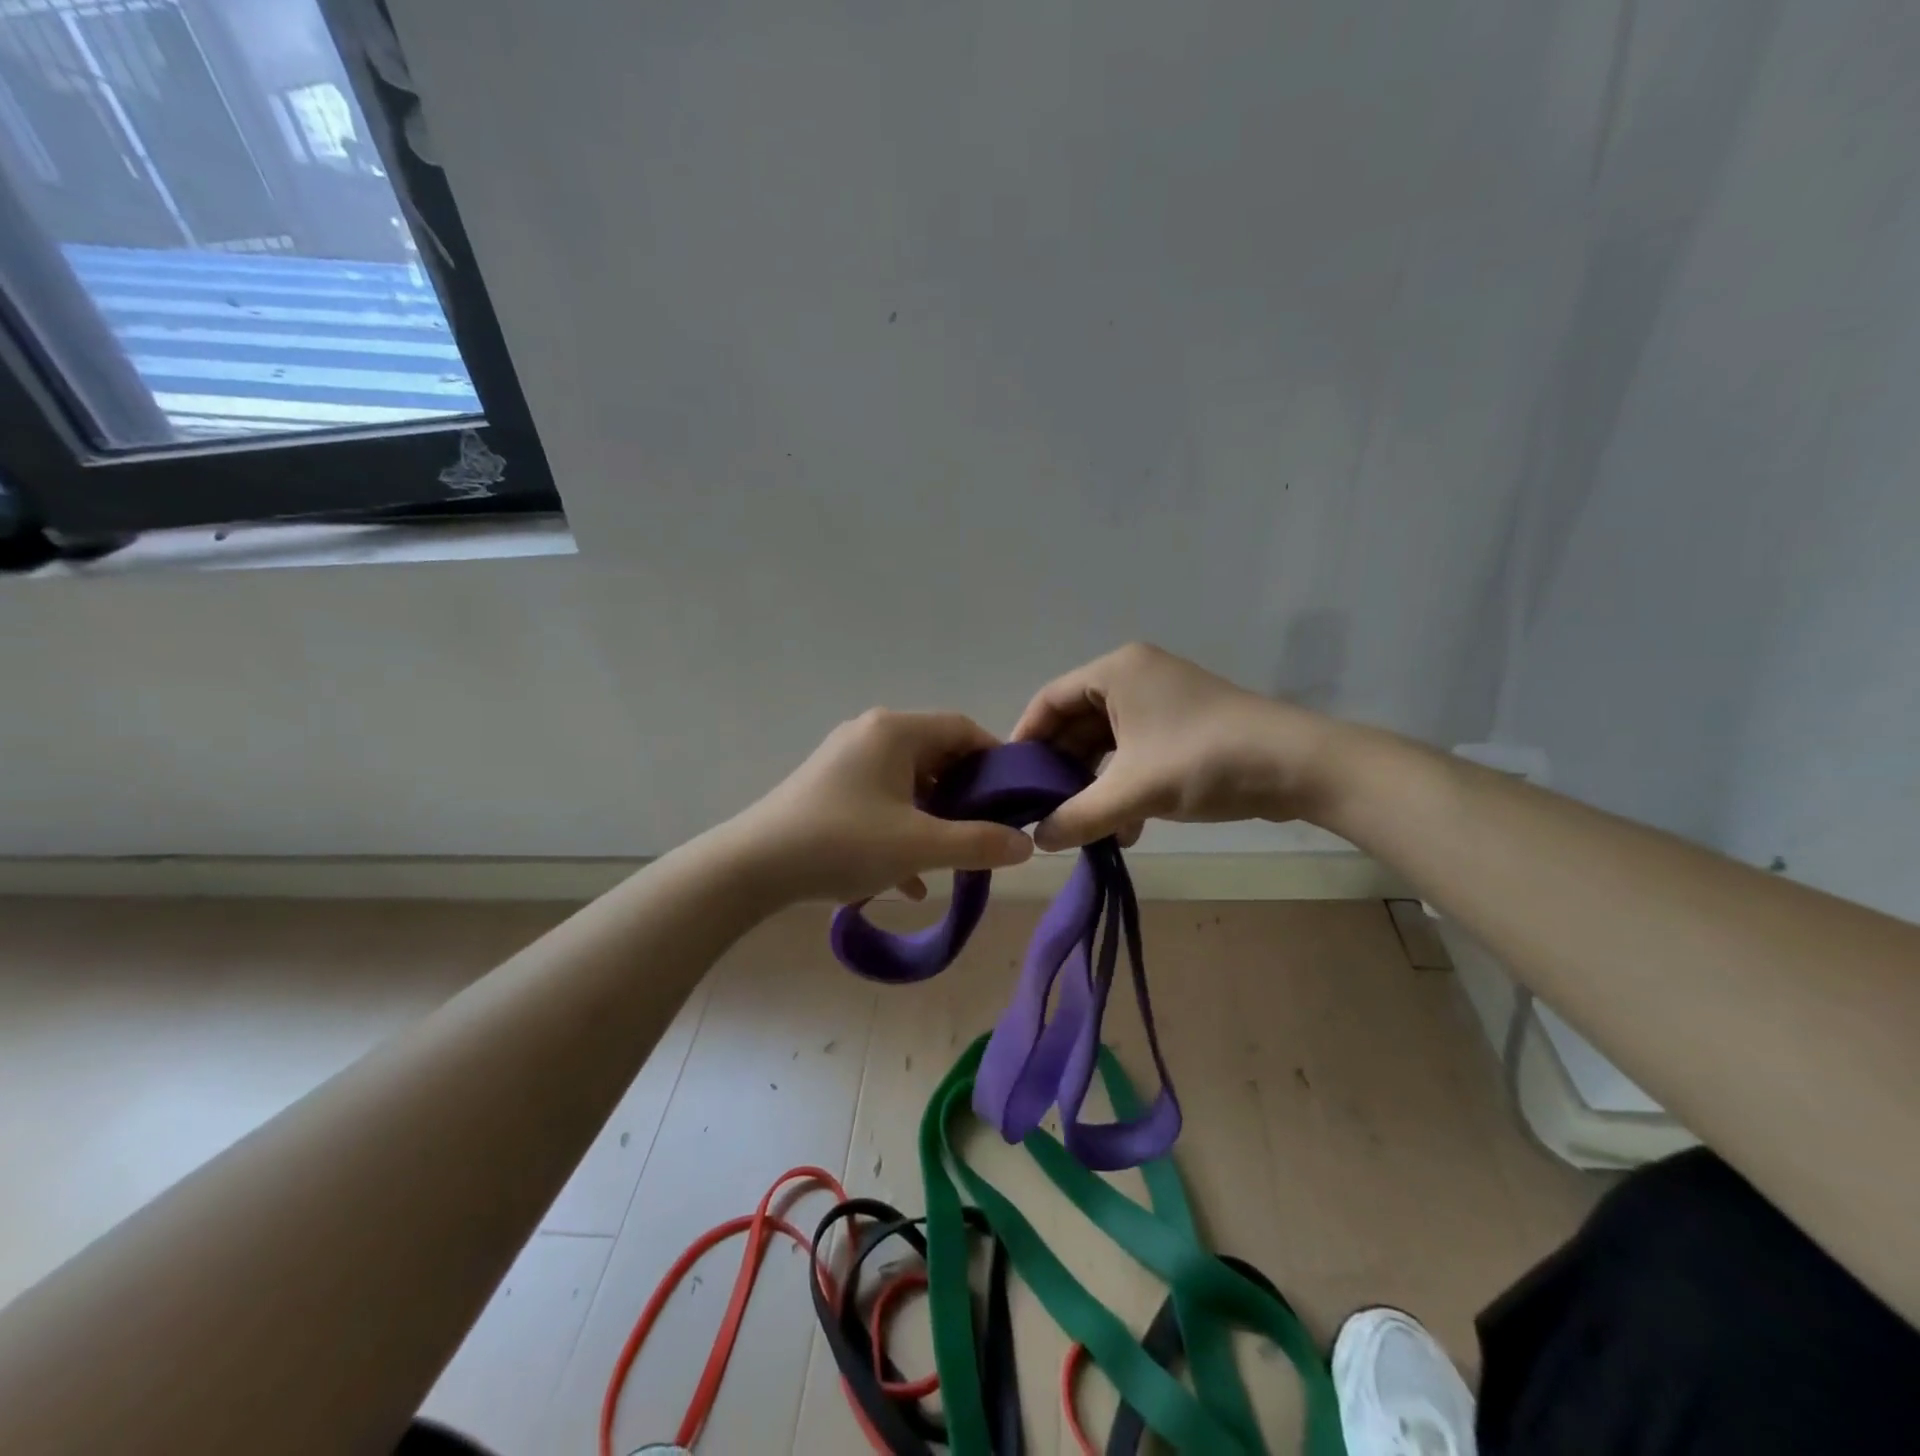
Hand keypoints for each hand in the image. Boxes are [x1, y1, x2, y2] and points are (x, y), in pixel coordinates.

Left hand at [727, 709, 1035, 903]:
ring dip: (933, 819)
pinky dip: (900, 831)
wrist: (751, 867)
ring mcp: (846, 761)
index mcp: (895, 731)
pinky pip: (880, 802)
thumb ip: (978, 844)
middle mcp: (871, 735)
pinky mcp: (829, 789)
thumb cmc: (841, 843)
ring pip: (908, 784)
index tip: (1014, 799)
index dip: (995, 761)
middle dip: (964, 796)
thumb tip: (1027, 845)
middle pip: (935, 756)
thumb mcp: (918, 846)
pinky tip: (909, 880)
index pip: (962, 729)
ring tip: (952, 858)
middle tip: (986, 832)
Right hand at [1011, 643, 1338, 850]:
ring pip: (1107, 744)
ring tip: (1084, 827)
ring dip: (1095, 786)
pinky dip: (1124, 787)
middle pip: (1077, 723)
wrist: (1297, 766)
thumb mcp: (1133, 791)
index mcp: (1116, 671)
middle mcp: (1135, 677)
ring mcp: (1161, 702)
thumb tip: (1038, 840)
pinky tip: (1127, 829)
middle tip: (1043, 810)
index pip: (1049, 700)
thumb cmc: (1204, 760)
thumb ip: (1078, 816)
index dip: (1025, 740)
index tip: (1010, 781)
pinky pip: (1135, 753)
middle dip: (1062, 770)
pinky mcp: (1183, 727)